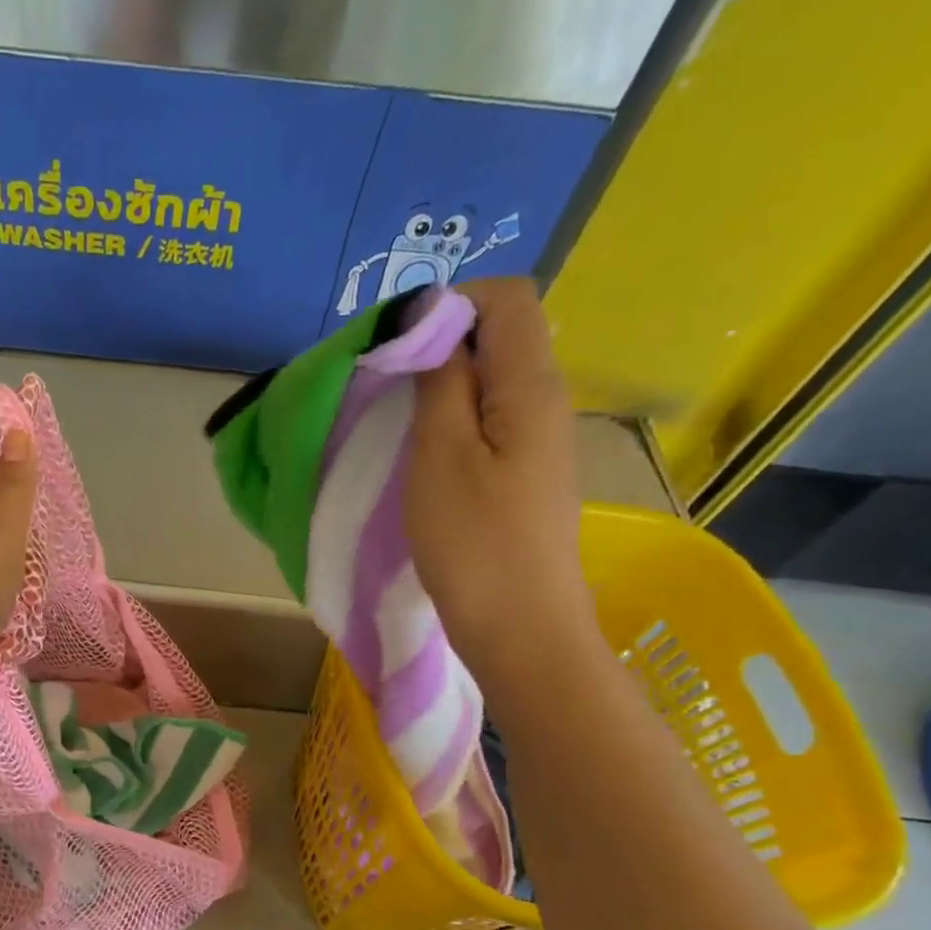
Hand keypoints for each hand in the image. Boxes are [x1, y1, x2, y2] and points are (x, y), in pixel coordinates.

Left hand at [0, 427, 39, 725]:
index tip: (45, 489)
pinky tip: (24, 621)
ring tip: (35, 592)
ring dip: (23, 581)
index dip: (15, 479)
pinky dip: (13, 611)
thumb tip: (15, 428)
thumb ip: (13, 486)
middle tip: (43, 555)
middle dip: (27, 542)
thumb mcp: (0, 531)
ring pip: (1, 571)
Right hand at [405, 278, 594, 688]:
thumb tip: (433, 322)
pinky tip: (421, 456)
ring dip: (440, 388)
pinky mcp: (524, 476)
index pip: (507, 299)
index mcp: (531, 387)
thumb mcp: (441, 457)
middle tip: (385, 386)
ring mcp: (538, 442)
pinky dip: (450, 422)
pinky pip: (488, 422)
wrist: (520, 630)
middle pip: (500, 337)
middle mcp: (546, 402)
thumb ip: (441, 383)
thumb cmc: (474, 544)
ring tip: (395, 421)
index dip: (450, 304)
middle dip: (438, 345)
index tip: (396, 345)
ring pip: (490, 383)